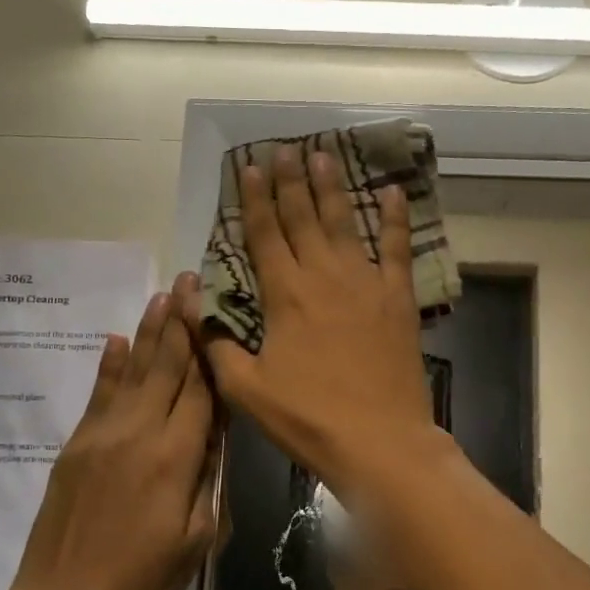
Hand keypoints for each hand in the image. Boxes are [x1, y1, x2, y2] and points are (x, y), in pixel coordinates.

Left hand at [5, 272, 221, 589]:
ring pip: (134, 371)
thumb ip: (208, 480)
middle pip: (167, 367)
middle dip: (181, 322)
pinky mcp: (78, 444)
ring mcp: (103, 435)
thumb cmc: (141, 580)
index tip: (218, 309)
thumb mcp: (196, 539)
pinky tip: (119, 339)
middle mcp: (139, 433)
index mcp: (175, 457)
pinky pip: (99, 394)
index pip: (201, 390)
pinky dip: (111, 364)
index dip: (211, 349)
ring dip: (150, 331)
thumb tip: (215, 435)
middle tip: (190, 280)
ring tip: (163, 296)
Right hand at [203, 145, 439, 497]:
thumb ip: (217, 343)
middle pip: (302, 219)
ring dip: (332, 189)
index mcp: (285, 295)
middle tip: (286, 149)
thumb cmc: (308, 417)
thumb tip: (191, 302)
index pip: (264, 236)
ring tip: (324, 156)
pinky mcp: (398, 299)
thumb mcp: (247, 389)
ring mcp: (365, 284)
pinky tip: (393, 193)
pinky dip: (395, 220)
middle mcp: (323, 277)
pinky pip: (396, 250)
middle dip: (290, 183)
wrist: (379, 440)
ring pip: (344, 224)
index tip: (250, 168)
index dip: (254, 200)